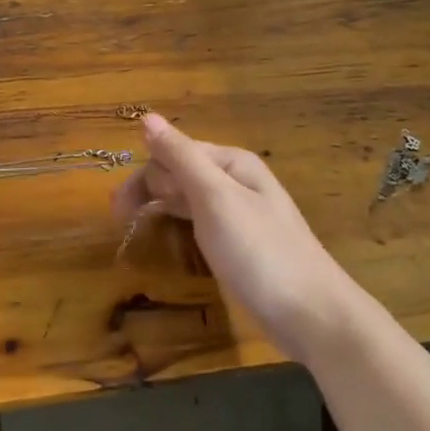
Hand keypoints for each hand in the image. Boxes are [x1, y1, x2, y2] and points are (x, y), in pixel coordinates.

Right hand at [111, 115, 363, 363]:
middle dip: (148, 188)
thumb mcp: (215, 199)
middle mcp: (237, 180)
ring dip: (159, 203)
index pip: (175, 152)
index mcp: (232, 162)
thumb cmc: (259, 251)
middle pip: (181, 171)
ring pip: (189, 196)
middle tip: (118, 220)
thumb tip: (147, 117)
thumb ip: (181, 157)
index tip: (118, 209)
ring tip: (130, 225)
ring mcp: (241, 212)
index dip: (145, 175)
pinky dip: (179, 222)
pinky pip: (201, 221)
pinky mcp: (241, 243)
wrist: (311, 313)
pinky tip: (168, 234)